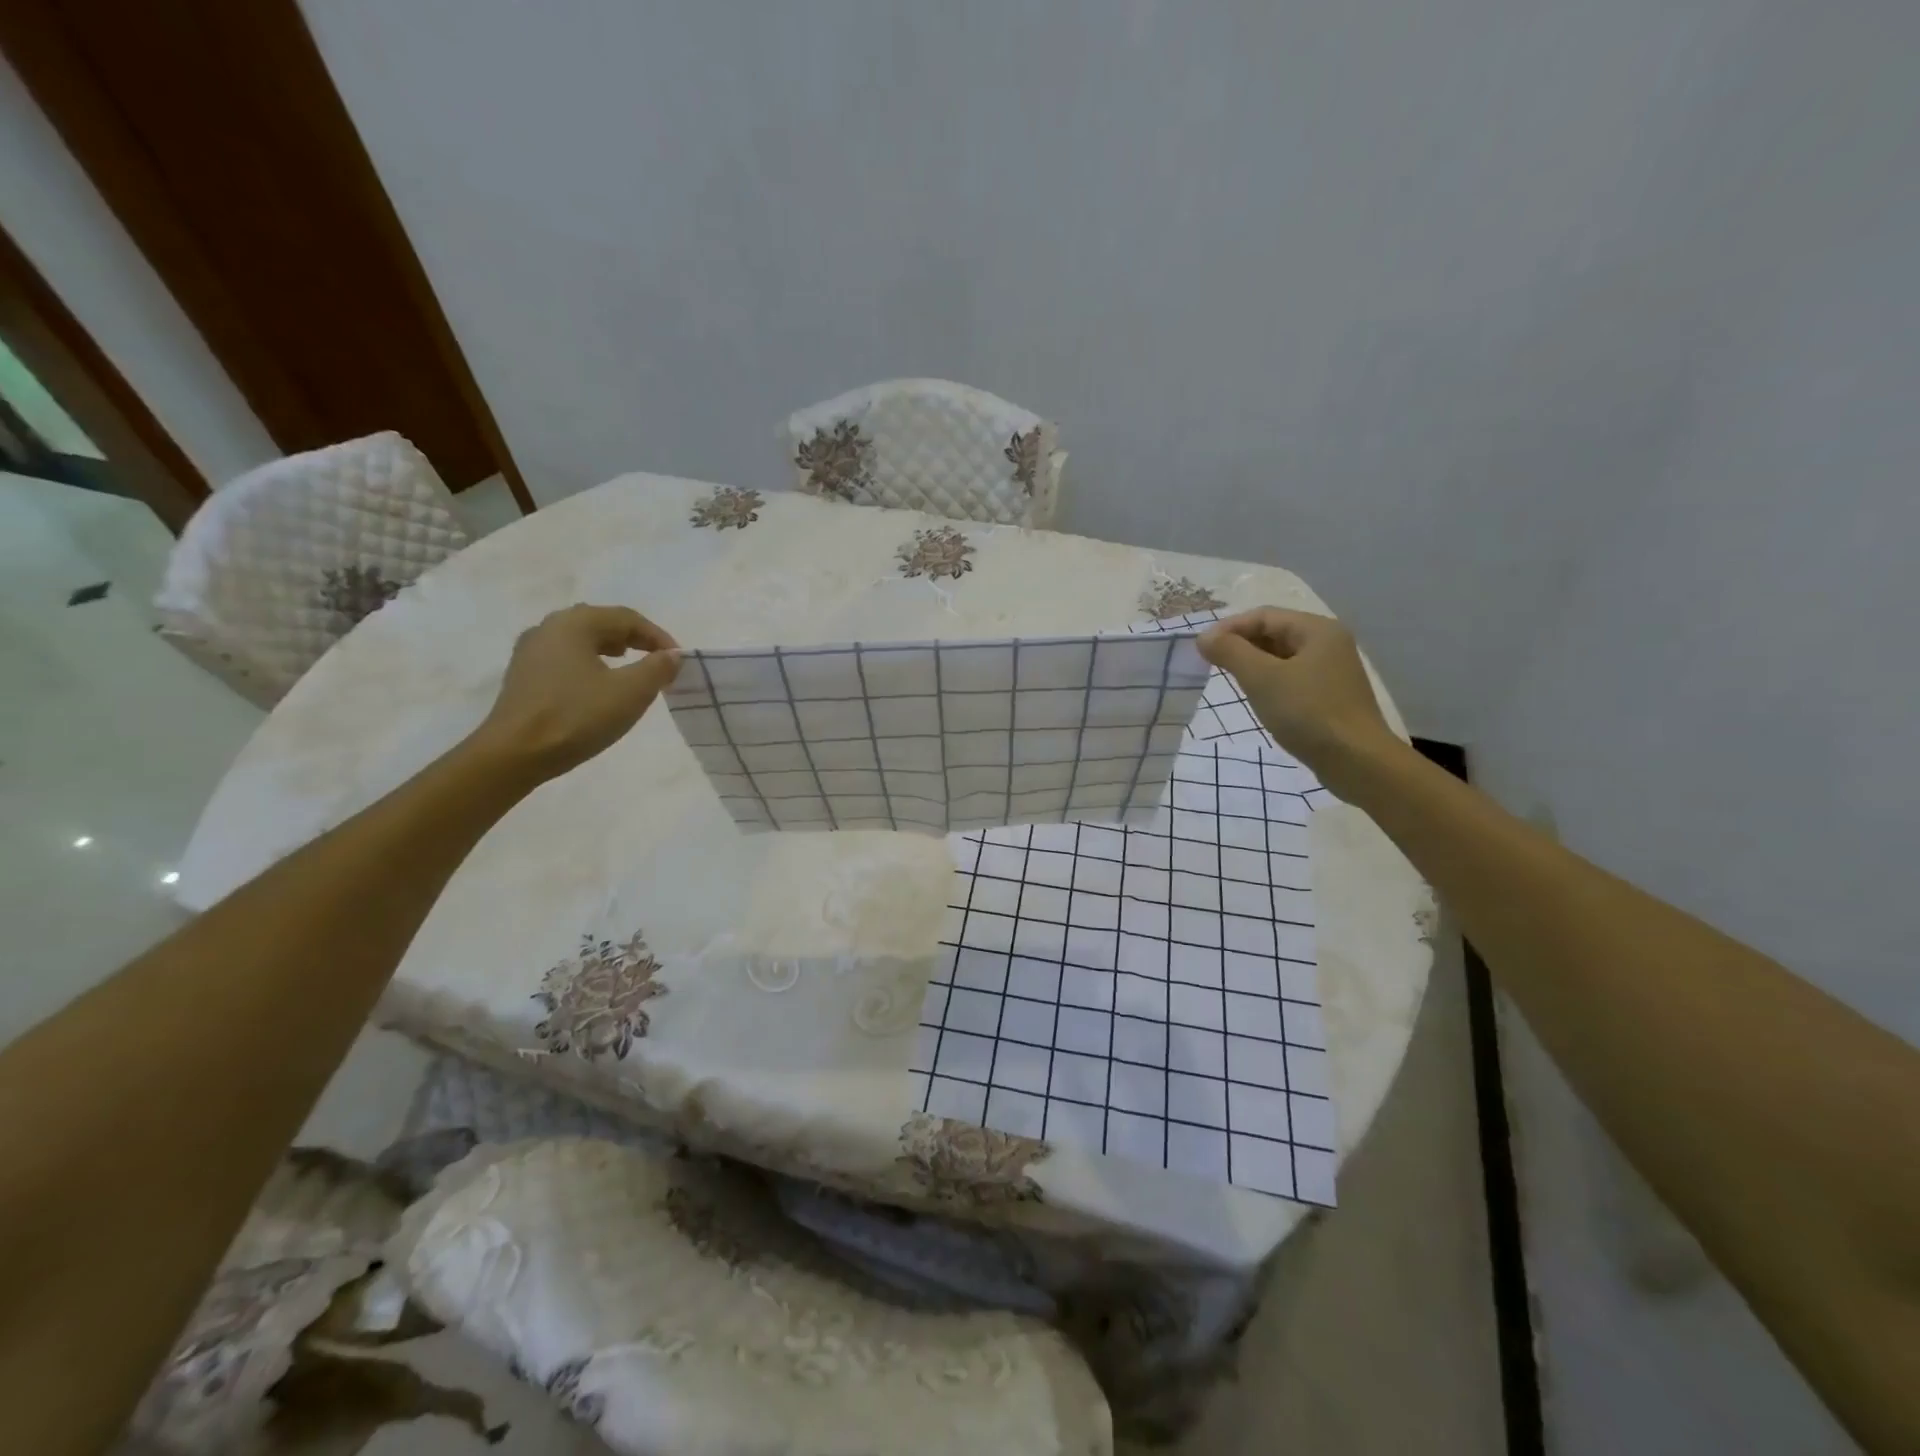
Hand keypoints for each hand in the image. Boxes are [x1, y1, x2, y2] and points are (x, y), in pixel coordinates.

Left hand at [469, 604, 679, 780]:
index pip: (627, 617)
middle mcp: (548, 628)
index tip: (677, 660)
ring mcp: (530, 651)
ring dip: (611, 650)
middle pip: (601, 623)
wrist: (514, 754)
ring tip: (630, 669)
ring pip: (581, 640)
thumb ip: (657, 668)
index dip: (658, 636)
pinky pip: (565, 658)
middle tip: (657, 661)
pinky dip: (590, 663)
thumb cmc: (576, 716)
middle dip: (634, 639)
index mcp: (574, 623)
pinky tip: (598, 686)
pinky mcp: (523, 675)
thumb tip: (671, 655)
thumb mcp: (630, 693)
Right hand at [1198, 608, 1403, 798]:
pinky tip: (1257, 698)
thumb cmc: (1307, 712)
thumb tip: (1203, 637)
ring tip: (1230, 680)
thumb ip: (1230, 652)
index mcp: (1317, 630)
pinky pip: (1292, 678)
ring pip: (1282, 657)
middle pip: (1275, 633)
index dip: (1229, 628)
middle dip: (1241, 645)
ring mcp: (1332, 671)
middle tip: (1211, 664)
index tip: (1201, 649)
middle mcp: (1328, 643)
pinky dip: (1269, 682)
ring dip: (1253, 664)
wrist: (1356, 761)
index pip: (1264, 616)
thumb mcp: (1262, 678)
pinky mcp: (1329, 696)